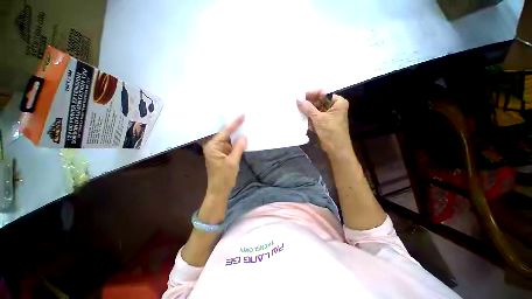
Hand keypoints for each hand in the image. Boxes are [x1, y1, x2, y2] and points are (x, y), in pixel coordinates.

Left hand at [202, 115, 247, 198]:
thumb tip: (244, 136)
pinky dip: (237, 141)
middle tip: (243, 116)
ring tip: (244, 122)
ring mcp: (219, 149)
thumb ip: (238, 148)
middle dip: (235, 126)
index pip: (225, 132)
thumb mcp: (232, 162)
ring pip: (229, 138)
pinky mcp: (224, 153)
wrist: (220, 190)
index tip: (242, 115)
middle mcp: (214, 145)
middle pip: (226, 133)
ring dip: (237, 133)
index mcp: (213, 146)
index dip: (235, 124)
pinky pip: (231, 144)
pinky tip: (243, 136)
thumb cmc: (224, 177)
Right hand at [297, 90, 350, 153]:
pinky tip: (302, 118)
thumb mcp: (318, 118)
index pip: (323, 93)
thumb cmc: (330, 131)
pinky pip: (315, 116)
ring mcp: (329, 114)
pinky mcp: (325, 122)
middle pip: (319, 100)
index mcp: (337, 102)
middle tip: (296, 104)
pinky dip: (309, 117)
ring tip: (297, 110)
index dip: (311, 93)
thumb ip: (308, 108)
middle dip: (308, 103)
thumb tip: (298, 98)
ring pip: (316, 109)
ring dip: (307, 111)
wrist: (336, 149)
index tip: (300, 96)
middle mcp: (334, 106)